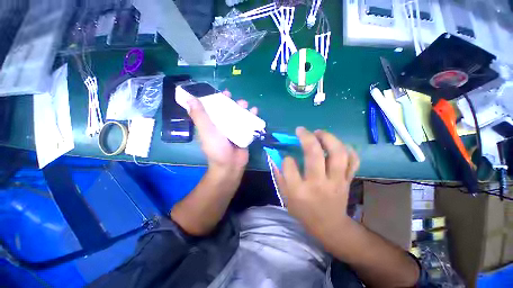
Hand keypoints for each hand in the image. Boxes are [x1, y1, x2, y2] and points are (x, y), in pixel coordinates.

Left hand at [187, 90, 257, 174]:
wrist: (230, 165)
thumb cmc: (216, 148)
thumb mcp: (206, 131)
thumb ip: (199, 116)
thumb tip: (189, 98)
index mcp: (212, 123)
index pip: (214, 107)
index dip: (218, 99)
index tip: (224, 93)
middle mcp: (222, 125)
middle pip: (228, 110)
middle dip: (234, 103)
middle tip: (239, 101)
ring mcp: (234, 129)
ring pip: (239, 115)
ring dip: (244, 108)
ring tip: (247, 105)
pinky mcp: (243, 134)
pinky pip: (248, 122)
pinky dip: (252, 116)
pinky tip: (255, 111)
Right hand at [273, 127, 359, 240]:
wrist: (329, 225)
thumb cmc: (303, 211)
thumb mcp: (285, 196)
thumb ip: (279, 175)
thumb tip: (276, 156)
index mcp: (299, 190)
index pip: (289, 166)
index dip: (287, 159)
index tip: (288, 158)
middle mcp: (318, 184)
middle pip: (315, 154)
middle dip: (306, 137)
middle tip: (301, 130)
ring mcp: (336, 181)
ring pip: (337, 153)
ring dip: (328, 138)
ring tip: (319, 133)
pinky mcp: (347, 180)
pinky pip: (353, 161)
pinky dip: (347, 150)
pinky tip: (337, 145)